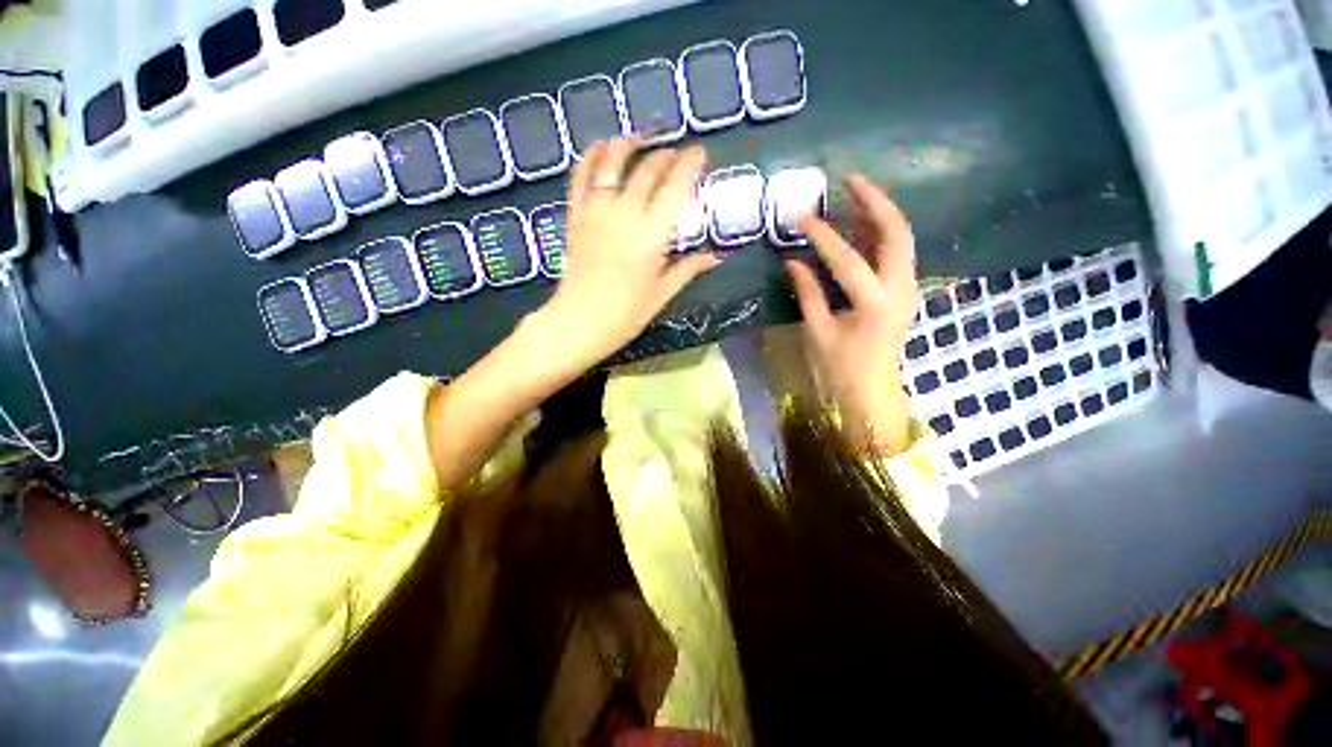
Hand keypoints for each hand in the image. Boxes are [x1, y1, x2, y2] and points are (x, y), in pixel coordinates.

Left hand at [538, 140, 719, 368]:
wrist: (579, 322)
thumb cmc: (625, 314)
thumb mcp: (661, 294)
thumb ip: (687, 269)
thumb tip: (715, 257)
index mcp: (652, 235)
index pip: (676, 187)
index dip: (690, 164)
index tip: (700, 153)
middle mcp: (625, 214)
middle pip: (648, 170)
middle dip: (666, 155)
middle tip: (676, 155)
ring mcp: (596, 213)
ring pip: (612, 164)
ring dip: (629, 145)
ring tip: (641, 138)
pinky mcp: (576, 217)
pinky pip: (580, 178)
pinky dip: (591, 158)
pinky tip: (601, 147)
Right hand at [785, 173, 918, 452]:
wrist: (872, 390)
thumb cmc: (841, 368)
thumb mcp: (817, 332)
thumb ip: (807, 293)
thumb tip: (793, 260)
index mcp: (874, 305)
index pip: (848, 260)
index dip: (823, 236)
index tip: (801, 217)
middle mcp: (900, 289)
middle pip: (896, 233)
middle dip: (874, 202)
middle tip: (850, 179)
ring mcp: (907, 288)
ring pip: (900, 238)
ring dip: (879, 213)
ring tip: (854, 193)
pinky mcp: (904, 290)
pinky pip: (895, 252)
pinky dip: (878, 233)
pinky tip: (860, 224)